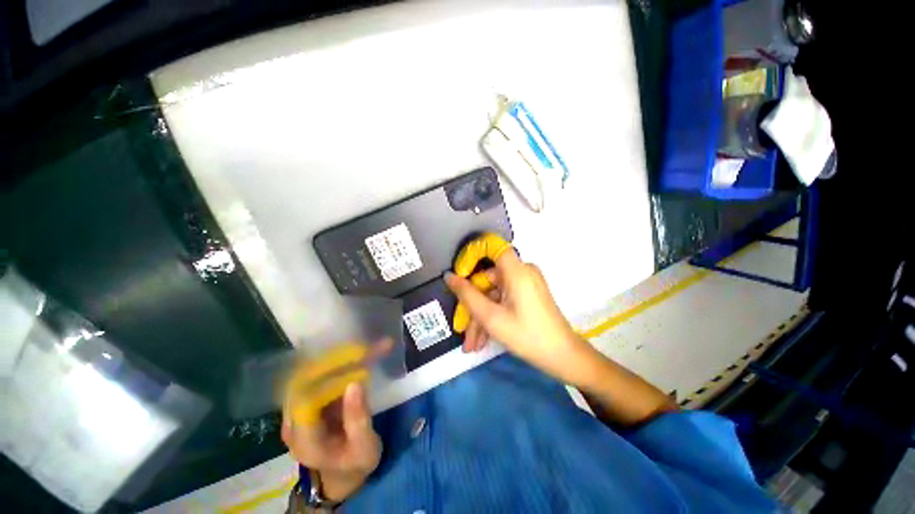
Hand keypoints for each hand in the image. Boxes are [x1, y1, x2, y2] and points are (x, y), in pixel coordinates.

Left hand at [280, 340, 391, 501]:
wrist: (343, 473)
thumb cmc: (355, 463)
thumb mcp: (364, 448)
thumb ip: (358, 419)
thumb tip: (355, 383)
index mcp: (305, 440)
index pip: (306, 398)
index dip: (327, 375)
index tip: (355, 357)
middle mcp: (294, 423)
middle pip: (308, 381)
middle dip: (337, 361)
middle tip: (366, 348)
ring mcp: (299, 411)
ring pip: (314, 375)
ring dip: (340, 359)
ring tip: (369, 348)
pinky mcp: (309, 403)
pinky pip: (321, 378)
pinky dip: (340, 365)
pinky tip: (361, 354)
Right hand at [445, 247, 596, 386]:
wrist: (563, 357)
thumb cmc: (527, 336)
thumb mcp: (491, 317)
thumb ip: (467, 294)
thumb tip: (449, 276)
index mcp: (516, 271)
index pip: (491, 246)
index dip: (472, 255)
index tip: (459, 276)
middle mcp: (522, 272)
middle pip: (488, 279)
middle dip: (472, 304)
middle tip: (461, 329)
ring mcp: (525, 284)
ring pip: (493, 293)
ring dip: (480, 317)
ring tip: (471, 344)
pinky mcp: (527, 294)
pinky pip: (503, 299)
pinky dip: (492, 316)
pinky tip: (483, 340)